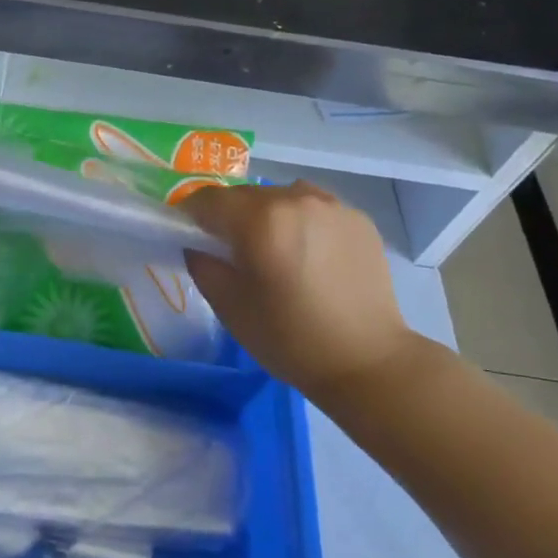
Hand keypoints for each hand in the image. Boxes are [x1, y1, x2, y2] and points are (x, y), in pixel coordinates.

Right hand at [179, 182, 417, 393]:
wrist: (367, 361)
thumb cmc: (289, 338)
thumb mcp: (229, 306)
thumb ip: (202, 263)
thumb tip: (197, 244)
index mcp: (260, 219)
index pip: (208, 200)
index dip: (191, 217)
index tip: (191, 238)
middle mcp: (296, 199)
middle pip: (245, 196)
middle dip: (231, 218)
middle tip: (233, 253)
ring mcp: (332, 205)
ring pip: (281, 197)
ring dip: (268, 216)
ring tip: (275, 252)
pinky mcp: (358, 218)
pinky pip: (314, 207)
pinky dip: (301, 222)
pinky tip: (309, 256)